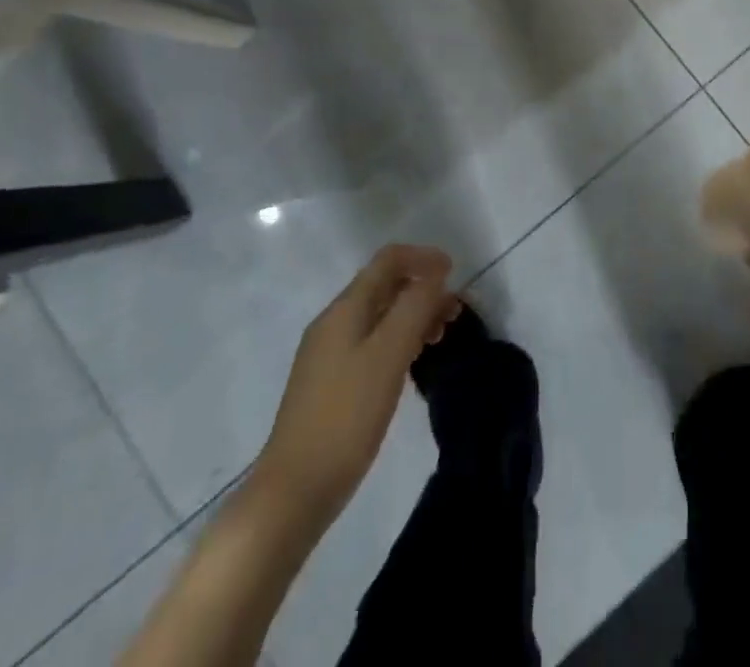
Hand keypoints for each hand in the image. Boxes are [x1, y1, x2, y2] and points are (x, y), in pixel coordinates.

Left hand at [253, 243, 461, 524]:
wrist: (294, 491)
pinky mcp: (331, 383)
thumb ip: (414, 307)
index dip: (423, 258)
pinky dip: (399, 340)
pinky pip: (372, 342)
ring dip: (414, 315)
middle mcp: (334, 322)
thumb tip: (436, 274)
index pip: (388, 261)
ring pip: (380, 316)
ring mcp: (329, 354)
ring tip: (441, 337)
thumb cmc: (346, 416)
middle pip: (385, 286)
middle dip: (423, 289)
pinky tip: (413, 362)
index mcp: (345, 309)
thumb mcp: (388, 355)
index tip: (455, 273)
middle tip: (455, 313)